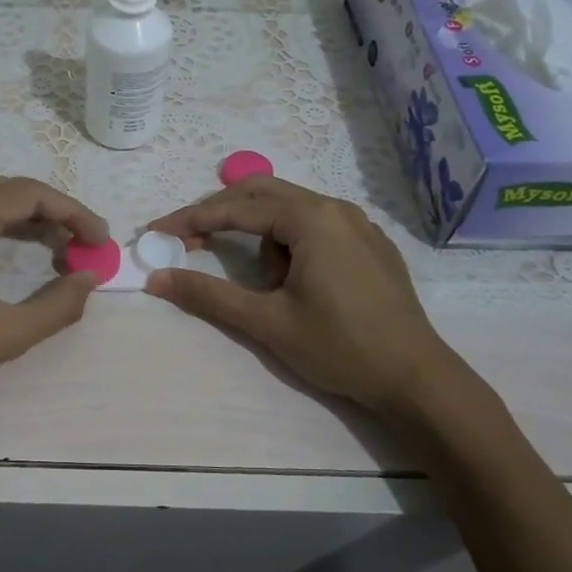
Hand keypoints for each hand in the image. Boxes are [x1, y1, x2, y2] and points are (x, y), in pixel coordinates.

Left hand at [0, 169, 107, 423]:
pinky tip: (8, 244)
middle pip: (7, 187)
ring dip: (20, 209)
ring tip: (52, 241)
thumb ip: (58, 305)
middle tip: (78, 241)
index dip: (73, 213)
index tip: (99, 241)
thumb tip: (89, 278)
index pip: (31, 195)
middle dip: (49, 209)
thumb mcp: (7, 335)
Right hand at [145, 176, 460, 416]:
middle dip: (220, 215)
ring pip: (288, 210)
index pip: (236, 209)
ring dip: (261, 236)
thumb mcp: (267, 322)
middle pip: (261, 194)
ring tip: (268, 286)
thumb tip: (156, 278)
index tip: (156, 232)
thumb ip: (209, 295)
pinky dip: (289, 241)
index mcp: (311, 219)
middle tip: (189, 242)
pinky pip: (315, 225)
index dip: (191, 219)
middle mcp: (335, 208)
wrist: (415, 378)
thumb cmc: (339, 346)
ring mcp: (357, 223)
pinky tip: (296, 280)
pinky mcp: (369, 243)